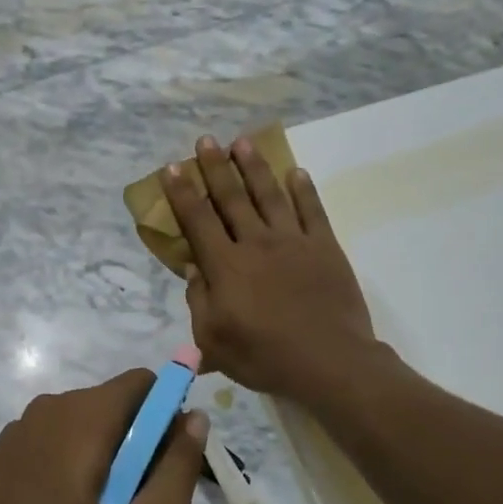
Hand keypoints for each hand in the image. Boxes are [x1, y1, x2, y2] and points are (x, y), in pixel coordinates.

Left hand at [0, 371, 207, 503]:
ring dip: (97, 449)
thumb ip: (179, 467)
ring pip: (78, 420)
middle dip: (131, 437)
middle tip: (133, 497)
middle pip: (110, 402)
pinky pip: (48, 438)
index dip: (164, 411)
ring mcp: (18, 428)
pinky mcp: (0, 452)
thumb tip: (194, 417)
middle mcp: (49, 407)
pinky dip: (64, 459)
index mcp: (86, 415)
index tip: (164, 457)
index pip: (141, 382)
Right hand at [160, 135, 381, 404]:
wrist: (330, 363)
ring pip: (270, 195)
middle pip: (232, 198)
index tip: (173, 168)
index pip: (198, 220)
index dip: (183, 193)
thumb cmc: (264, 357)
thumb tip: (194, 269)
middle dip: (216, 167)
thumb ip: (199, 301)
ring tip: (243, 142)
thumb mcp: (213, 340)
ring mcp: (294, 242)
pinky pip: (312, 211)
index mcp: (226, 266)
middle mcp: (256, 243)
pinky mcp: (325, 248)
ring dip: (255, 167)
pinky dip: (304, 190)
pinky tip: (296, 172)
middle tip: (206, 140)